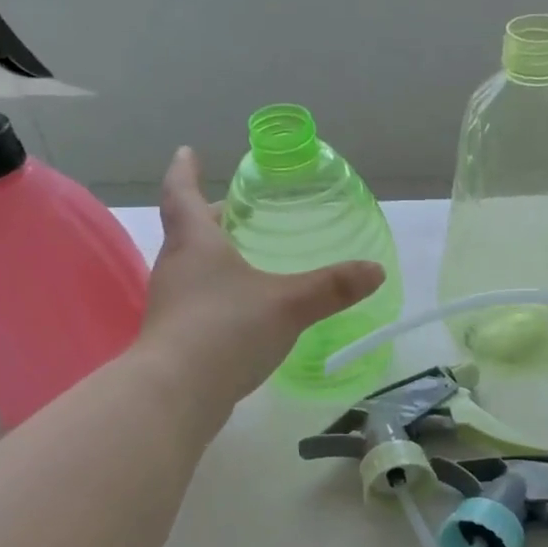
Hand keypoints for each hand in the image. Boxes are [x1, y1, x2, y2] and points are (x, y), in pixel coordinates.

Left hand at [140, 148, 384, 412]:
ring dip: (212, 258)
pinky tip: (241, 312)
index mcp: (195, 245)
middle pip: (188, 232)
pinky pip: (196, 303)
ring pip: (191, 269)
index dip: (185, 171)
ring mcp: (171, 306)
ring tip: (243, 257)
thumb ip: (332, 288)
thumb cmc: (226, 330)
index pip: (181, 194)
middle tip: (233, 210)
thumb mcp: (289, 304)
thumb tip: (376, 270)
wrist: (175, 394)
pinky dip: (216, 295)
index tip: (188, 152)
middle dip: (208, 217)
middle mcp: (176, 269)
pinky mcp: (174, 339)